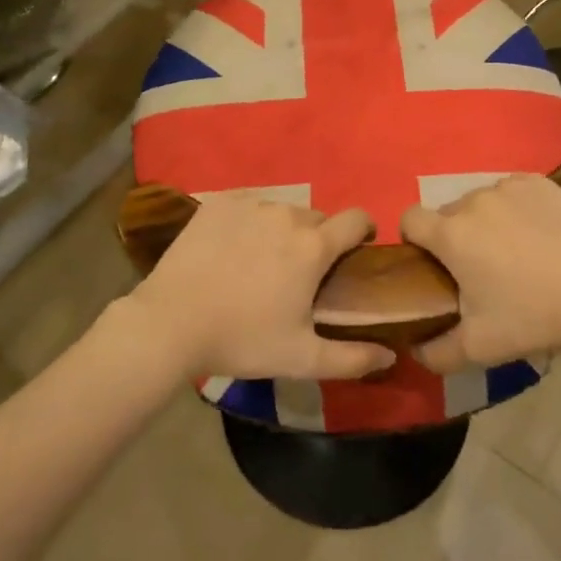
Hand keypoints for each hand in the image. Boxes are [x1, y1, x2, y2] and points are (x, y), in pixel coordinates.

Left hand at [123, 194, 395, 381]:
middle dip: (318, 239)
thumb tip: (390, 354)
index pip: (357, 218)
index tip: (356, 252)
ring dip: (283, 230)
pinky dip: (250, 221)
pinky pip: (250, 204)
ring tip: (261, 262)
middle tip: (300, 273)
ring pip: (282, 210)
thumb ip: (352, 358)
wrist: (170, 324)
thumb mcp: (301, 358)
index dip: (364, 232)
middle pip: (318, 218)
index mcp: (313, 246)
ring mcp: (250, 204)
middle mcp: (287, 214)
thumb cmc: (242, 340)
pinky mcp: (218, 202)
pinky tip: (232, 248)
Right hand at [400, 173, 560, 373]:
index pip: (409, 219)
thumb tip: (415, 349)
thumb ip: (435, 353)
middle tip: (481, 270)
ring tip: (515, 252)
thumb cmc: (534, 317)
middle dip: (454, 237)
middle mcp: (473, 200)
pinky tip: (538, 234)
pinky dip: (515, 209)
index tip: (433, 265)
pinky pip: (511, 192)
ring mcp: (508, 186)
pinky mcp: (539, 182)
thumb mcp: (479, 348)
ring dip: (484, 222)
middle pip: (447, 213)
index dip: (414, 241)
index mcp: (450, 234)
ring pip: (480, 202)